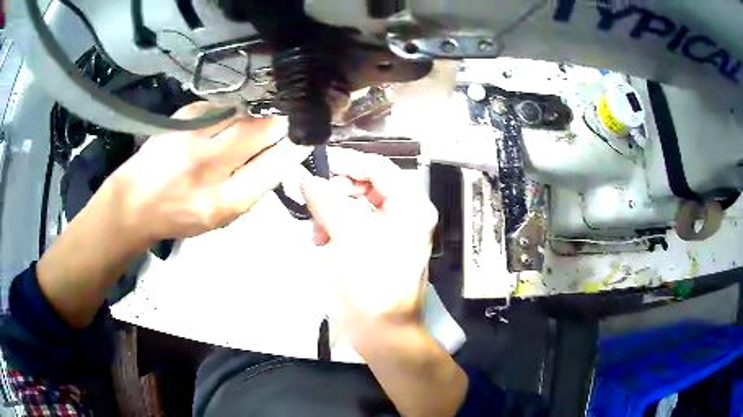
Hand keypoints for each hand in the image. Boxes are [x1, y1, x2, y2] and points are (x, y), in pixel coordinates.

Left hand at [108, 102, 309, 244]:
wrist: (135, 202)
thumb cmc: (181, 216)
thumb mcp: (221, 218)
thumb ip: (252, 188)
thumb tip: (280, 154)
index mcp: (224, 201)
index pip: (274, 164)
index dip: (293, 148)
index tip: (302, 139)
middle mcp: (209, 165)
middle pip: (262, 129)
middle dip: (277, 126)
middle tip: (277, 129)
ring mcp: (194, 136)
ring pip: (242, 114)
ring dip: (249, 122)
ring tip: (237, 135)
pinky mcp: (183, 116)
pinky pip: (220, 108)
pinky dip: (226, 116)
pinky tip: (214, 129)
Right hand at [300, 149, 437, 337]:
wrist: (383, 333)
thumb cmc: (373, 286)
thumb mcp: (349, 239)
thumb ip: (327, 202)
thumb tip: (304, 177)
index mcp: (411, 206)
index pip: (378, 167)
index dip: (347, 162)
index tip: (315, 165)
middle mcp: (406, 213)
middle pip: (367, 184)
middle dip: (336, 191)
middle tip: (313, 202)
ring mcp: (392, 230)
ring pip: (356, 203)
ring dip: (332, 210)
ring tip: (315, 230)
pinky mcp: (377, 245)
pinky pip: (353, 223)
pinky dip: (335, 226)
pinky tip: (321, 239)